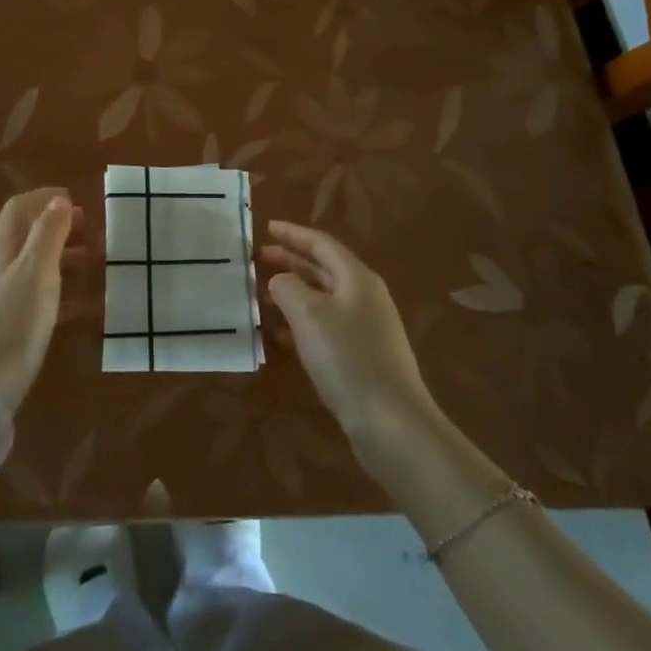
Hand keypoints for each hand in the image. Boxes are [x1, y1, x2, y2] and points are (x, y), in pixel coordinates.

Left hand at [0, 189, 84, 409]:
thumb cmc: (11, 324)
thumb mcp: (36, 272)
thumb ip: (48, 234)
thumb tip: (58, 200)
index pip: (17, 208)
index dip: (44, 199)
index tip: (76, 200)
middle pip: (25, 236)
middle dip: (57, 228)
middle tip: (90, 232)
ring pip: (32, 268)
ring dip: (61, 259)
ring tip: (93, 264)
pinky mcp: (1, 329)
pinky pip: (34, 299)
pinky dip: (58, 294)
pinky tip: (83, 308)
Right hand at [260, 220, 440, 461]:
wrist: (391, 423)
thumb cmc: (348, 358)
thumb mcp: (309, 314)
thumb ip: (287, 287)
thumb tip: (280, 280)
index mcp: (356, 277)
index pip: (321, 244)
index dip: (293, 234)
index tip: (267, 227)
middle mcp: (364, 296)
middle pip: (323, 269)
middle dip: (290, 261)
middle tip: (259, 259)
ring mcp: (366, 328)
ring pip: (322, 299)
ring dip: (293, 293)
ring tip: (262, 296)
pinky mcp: (362, 357)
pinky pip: (326, 327)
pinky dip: (302, 323)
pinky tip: (281, 335)